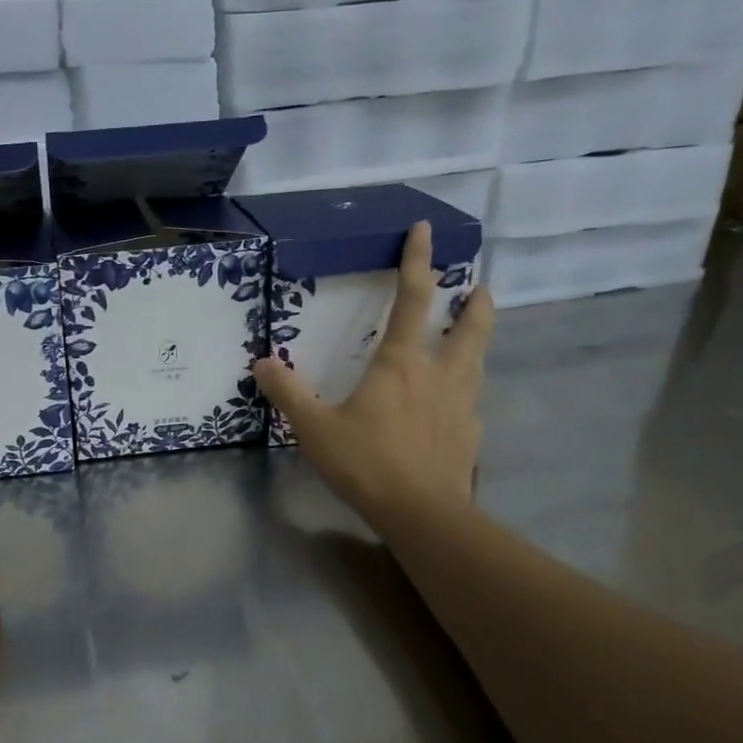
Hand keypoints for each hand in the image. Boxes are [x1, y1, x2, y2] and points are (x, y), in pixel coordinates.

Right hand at [253, 221, 494, 533]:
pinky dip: (467, 391)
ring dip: (479, 340)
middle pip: (470, 326)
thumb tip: (262, 362)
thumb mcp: (314, 428)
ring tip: (474, 335)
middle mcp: (439, 374)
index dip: (418, 260)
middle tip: (480, 289)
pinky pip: (471, 401)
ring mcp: (462, 404)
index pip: (414, 299)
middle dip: (476, 303)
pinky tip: (457, 404)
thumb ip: (288, 393)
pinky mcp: (470, 435)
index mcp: (401, 363)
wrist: (421, 513)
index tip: (424, 230)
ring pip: (478, 360)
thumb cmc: (366, 463)